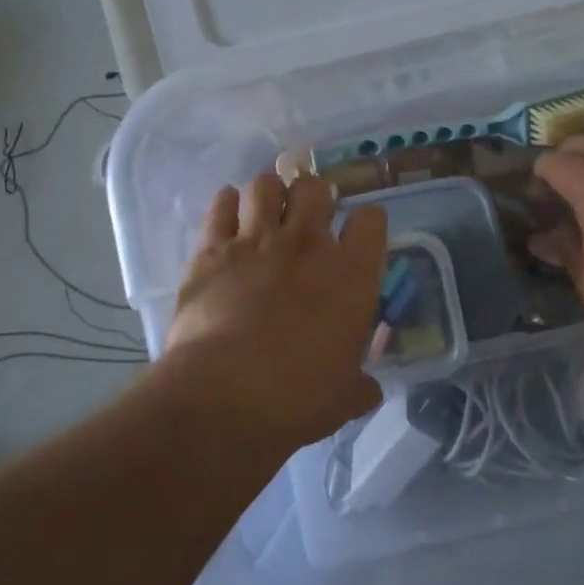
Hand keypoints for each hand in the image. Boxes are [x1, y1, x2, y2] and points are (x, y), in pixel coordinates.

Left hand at [165, 173, 388, 449]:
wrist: (224, 398)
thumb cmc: (297, 399)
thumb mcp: (343, 398)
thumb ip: (359, 386)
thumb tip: (369, 391)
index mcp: (351, 274)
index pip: (371, 220)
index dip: (366, 224)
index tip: (358, 237)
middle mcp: (307, 244)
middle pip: (316, 187)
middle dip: (315, 196)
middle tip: (308, 218)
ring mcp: (256, 241)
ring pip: (265, 185)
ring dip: (269, 194)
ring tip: (266, 212)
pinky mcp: (212, 250)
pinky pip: (220, 205)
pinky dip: (226, 205)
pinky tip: (229, 216)